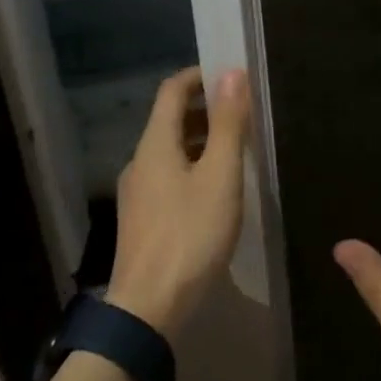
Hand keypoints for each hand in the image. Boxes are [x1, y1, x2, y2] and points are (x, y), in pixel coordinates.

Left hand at [108, 67, 250, 336]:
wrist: (149, 307)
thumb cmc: (190, 236)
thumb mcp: (219, 178)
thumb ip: (228, 126)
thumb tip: (233, 73)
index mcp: (155, 144)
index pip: (172, 90)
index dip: (199, 76)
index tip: (231, 76)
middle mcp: (139, 161)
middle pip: (169, 119)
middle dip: (204, 108)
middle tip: (243, 113)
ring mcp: (137, 192)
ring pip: (170, 150)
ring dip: (200, 139)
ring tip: (236, 149)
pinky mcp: (142, 218)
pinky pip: (168, 176)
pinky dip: (193, 166)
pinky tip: (216, 189)